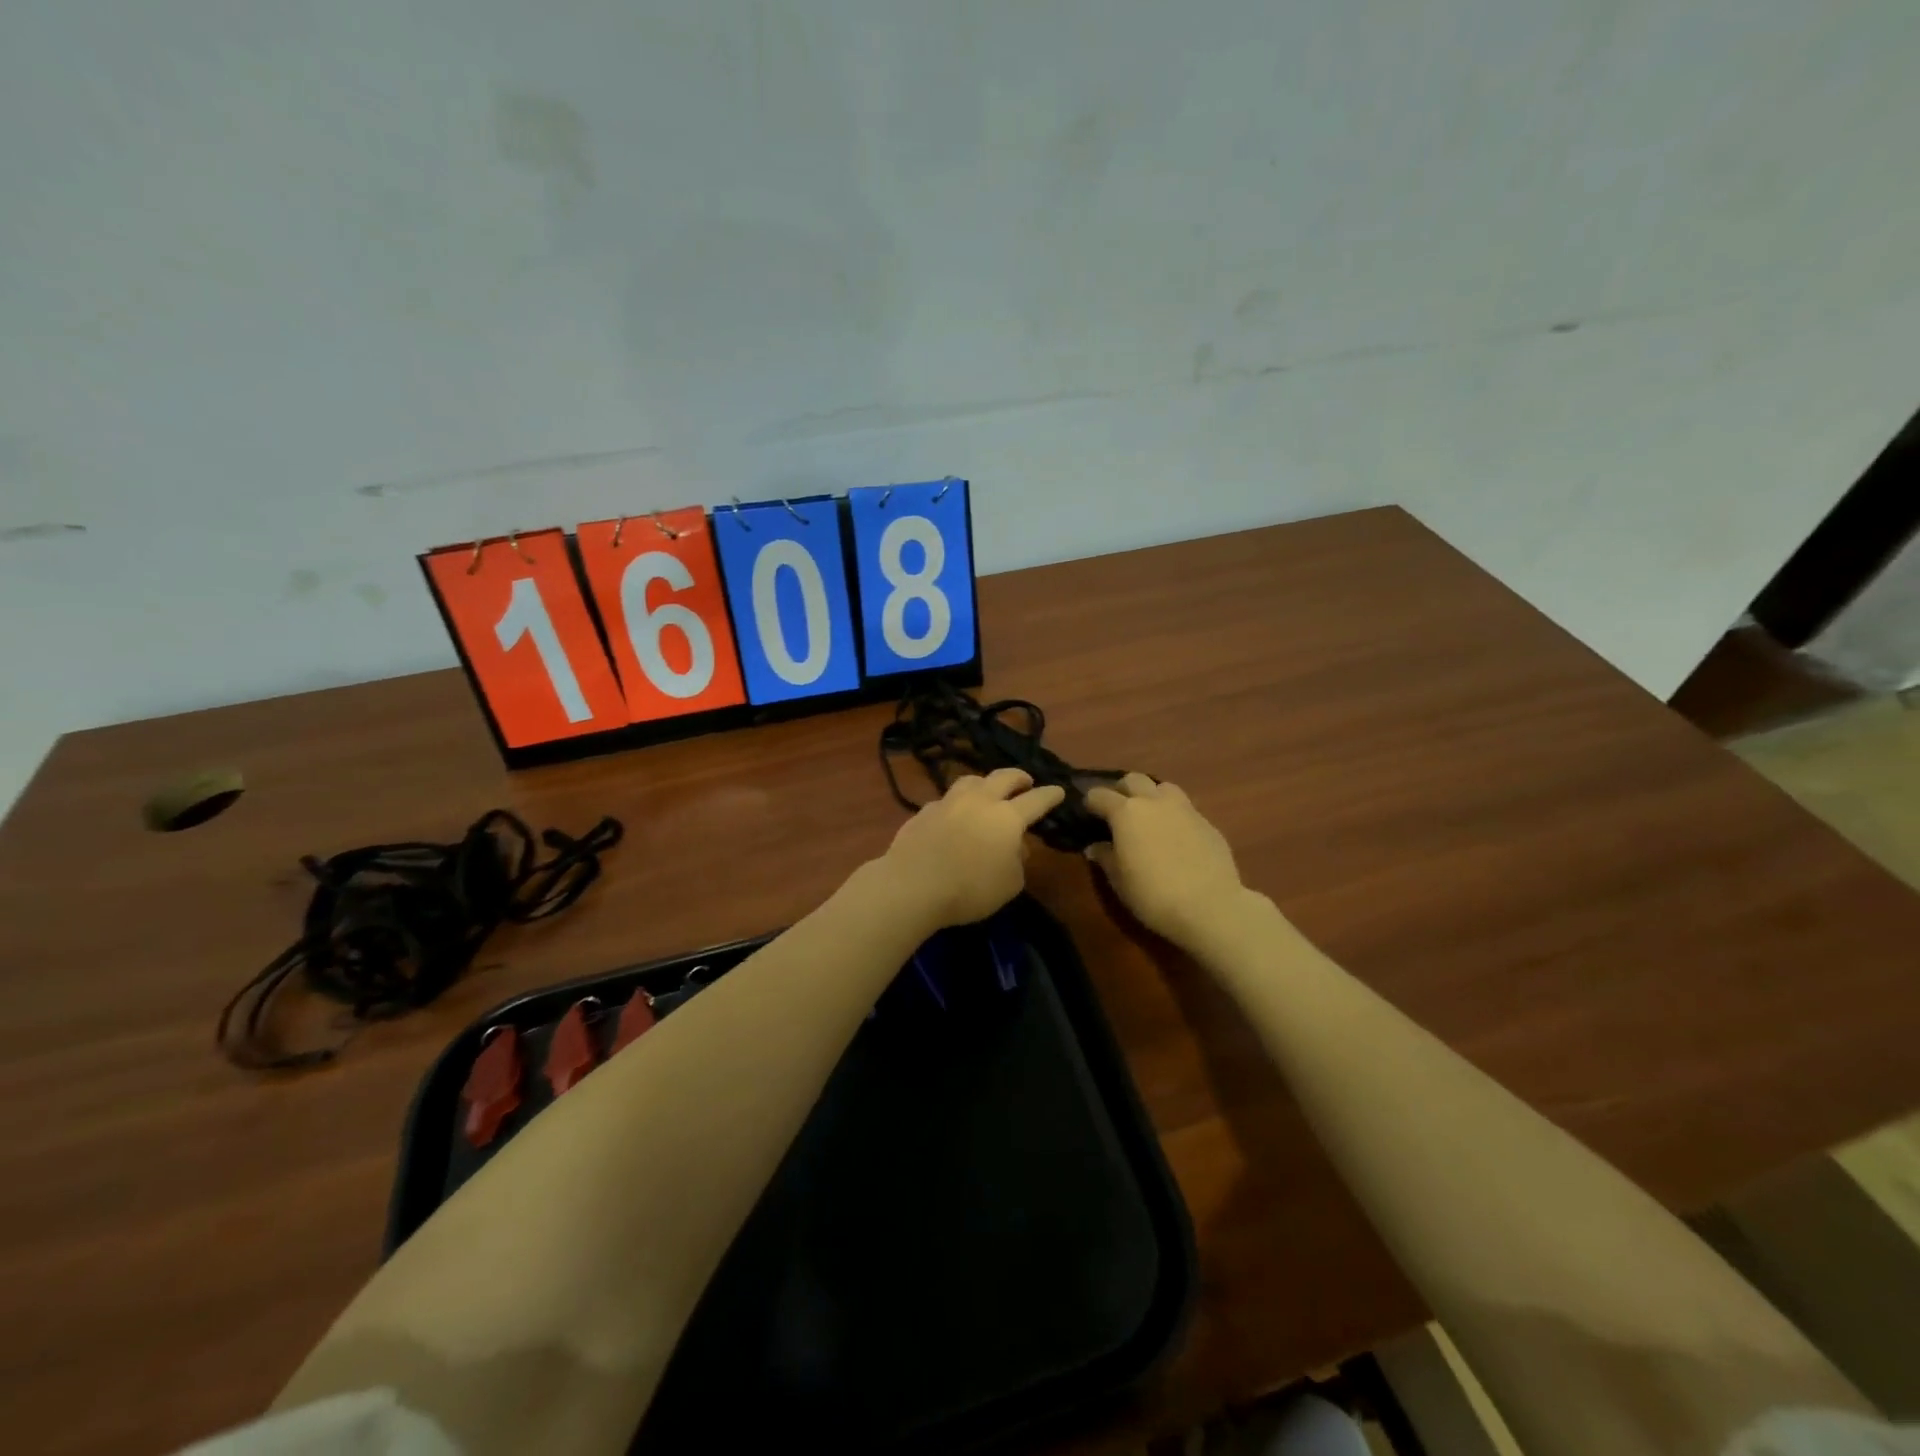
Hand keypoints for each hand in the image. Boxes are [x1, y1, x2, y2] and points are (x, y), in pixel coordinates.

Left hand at [879, 769, 1066, 928]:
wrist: (913, 885)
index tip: (1059, 790)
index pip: (1036, 800)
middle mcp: (979, 801)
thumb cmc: (970, 888)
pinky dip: (956, 804)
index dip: (1050, 795)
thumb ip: (1018, 862)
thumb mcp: (1010, 884)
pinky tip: (953, 815)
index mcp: (1007, 817)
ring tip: (988, 790)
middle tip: (1026, 781)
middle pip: (1003, 777)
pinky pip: (946, 801)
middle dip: (1019, 777)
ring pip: (971, 781)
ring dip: (985, 783)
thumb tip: (1016, 847)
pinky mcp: (922, 812)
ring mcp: (948, 802)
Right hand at [1085, 774, 1247, 946]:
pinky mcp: (1207, 822)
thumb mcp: (1119, 880)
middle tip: (1118, 811)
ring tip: (1150, 818)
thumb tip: (1095, 846)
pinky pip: (1185, 809)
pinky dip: (1174, 816)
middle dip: (1122, 790)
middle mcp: (1154, 802)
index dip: (1090, 803)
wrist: (1210, 907)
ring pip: (1164, 787)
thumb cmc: (1153, 894)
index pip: (1099, 795)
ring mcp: (1185, 809)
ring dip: (1152, 796)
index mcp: (1126, 812)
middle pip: (1133, 779)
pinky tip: (1176, 838)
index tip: (1087, 814)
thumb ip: (1105, 857)